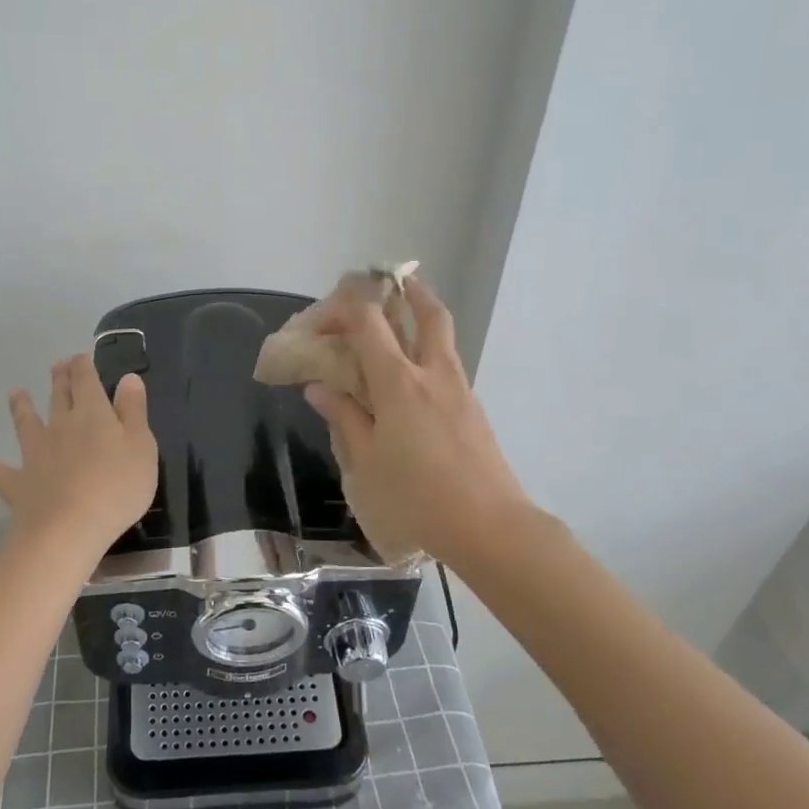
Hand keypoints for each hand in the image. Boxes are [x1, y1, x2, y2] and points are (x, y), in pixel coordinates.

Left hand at [0, 352, 156, 555]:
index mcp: (93, 414)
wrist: (69, 530)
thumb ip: (134, 410)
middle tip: (57, 365)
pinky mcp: (16, 482)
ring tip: (15, 392)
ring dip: (21, 406)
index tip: (80, 356)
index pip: (87, 381)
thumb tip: (128, 378)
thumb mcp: (142, 446)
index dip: (83, 366)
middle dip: (60, 379)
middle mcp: (61, 425)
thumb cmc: (117, 488)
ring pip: (26, 422)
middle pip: (60, 396)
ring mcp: (35, 453)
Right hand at [305, 279, 533, 564]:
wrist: (490, 525)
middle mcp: (432, 372)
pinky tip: (414, 377)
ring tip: (402, 319)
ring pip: (443, 335)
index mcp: (398, 382)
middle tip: (390, 283)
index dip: (343, 310)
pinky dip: (429, 351)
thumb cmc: (417, 496)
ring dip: (424, 316)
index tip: (321, 321)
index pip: (369, 323)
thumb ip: (344, 417)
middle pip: (427, 313)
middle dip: (408, 290)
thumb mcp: (367, 461)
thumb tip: (319, 388)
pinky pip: (448, 363)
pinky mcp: (473, 407)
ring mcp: (459, 388)